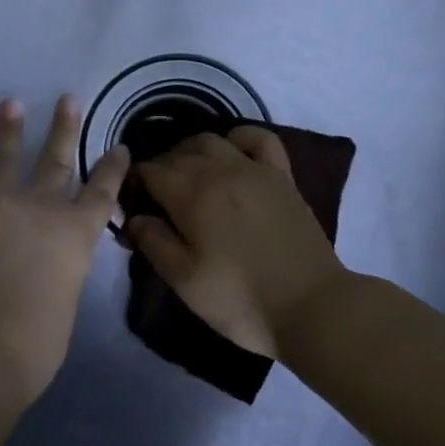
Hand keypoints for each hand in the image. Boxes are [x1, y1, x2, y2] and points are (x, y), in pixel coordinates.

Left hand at [0, 97, 129, 400]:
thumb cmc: (32, 343)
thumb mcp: (63, 308)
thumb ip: (58, 282)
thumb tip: (44, 278)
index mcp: (75, 235)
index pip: (101, 194)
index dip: (113, 169)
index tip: (120, 146)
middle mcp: (41, 208)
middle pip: (56, 160)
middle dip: (64, 129)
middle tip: (67, 99)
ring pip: (5, 156)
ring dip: (8, 129)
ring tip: (10, 103)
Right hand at [124, 128, 346, 360]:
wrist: (311, 307)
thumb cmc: (240, 299)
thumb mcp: (184, 281)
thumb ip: (153, 242)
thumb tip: (134, 217)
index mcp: (191, 194)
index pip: (149, 170)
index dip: (134, 184)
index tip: (133, 206)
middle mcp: (220, 170)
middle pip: (177, 153)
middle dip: (159, 169)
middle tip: (157, 199)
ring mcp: (255, 169)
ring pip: (211, 140)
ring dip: (190, 152)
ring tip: (188, 178)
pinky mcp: (282, 176)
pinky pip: (258, 138)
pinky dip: (238, 139)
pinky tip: (232, 155)